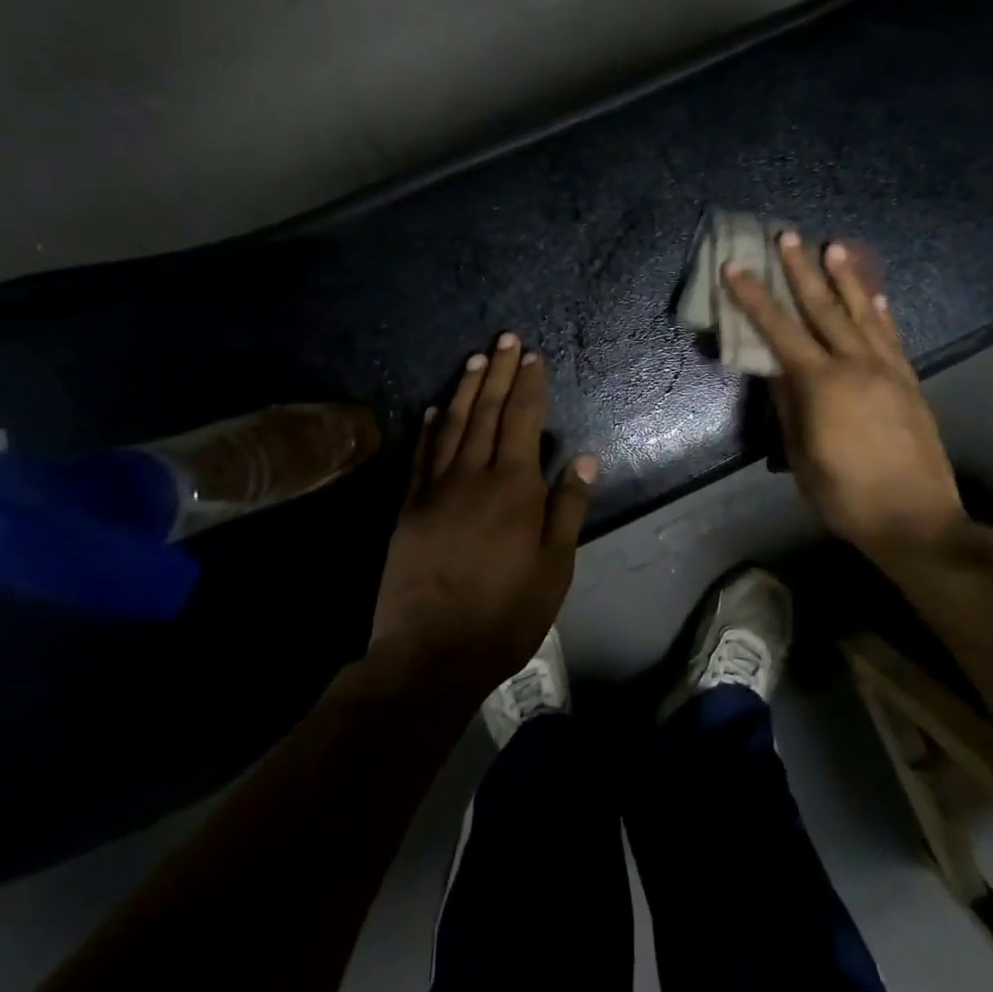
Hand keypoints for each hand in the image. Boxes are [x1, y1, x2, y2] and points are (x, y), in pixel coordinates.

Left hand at [369, 333, 596, 696]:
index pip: (522, 419)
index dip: (529, 385)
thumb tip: (583, 459)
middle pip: (486, 410)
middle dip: (498, 371)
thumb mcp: (554, 568)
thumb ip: (567, 508)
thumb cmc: (505, 614)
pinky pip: (422, 454)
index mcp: (513, 487)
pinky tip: (435, 408)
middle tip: (506, 338)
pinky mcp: (409, 506)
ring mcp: (435, 488)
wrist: (430, 653)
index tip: (532, 356)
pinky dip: (430, 426)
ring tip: (476, 358)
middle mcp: (472, 474)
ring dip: (465, 387)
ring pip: (452, 424)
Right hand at [721, 233, 968, 563]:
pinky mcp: (909, 381)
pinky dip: (880, 311)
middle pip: (823, 308)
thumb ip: (788, 406)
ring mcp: (888, 370)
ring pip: (863, 313)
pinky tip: (875, 294)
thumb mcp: (801, 455)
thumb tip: (776, 371)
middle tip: (786, 236)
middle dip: (801, 270)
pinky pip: (891, 336)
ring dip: (845, 278)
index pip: (779, 330)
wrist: (917, 520)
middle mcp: (856, 365)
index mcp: (822, 384)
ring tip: (833, 245)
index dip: (754, 298)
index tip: (736, 267)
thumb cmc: (845, 495)